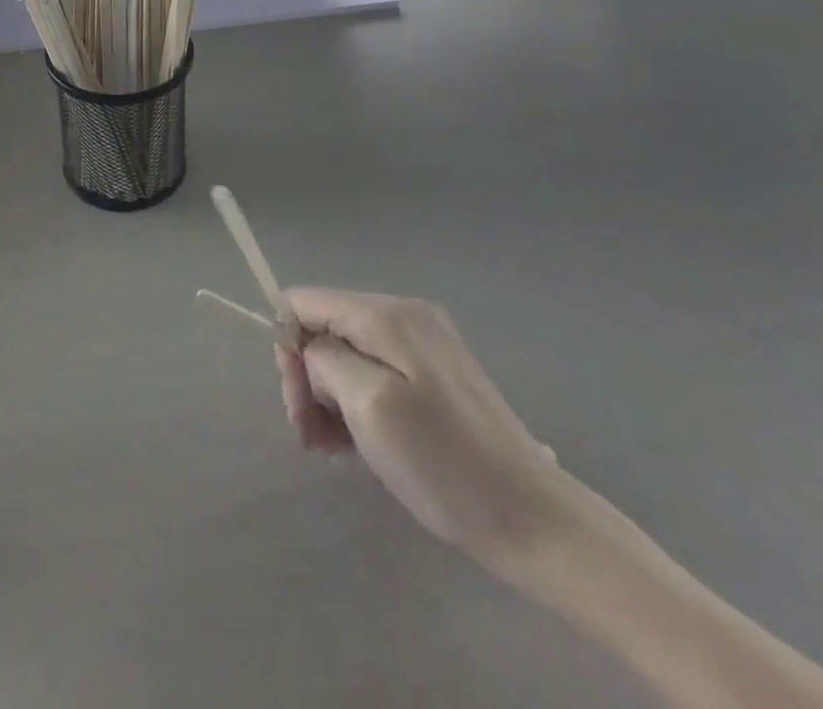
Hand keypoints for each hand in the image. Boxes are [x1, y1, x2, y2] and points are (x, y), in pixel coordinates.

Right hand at [278, 289, 570, 571]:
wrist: (533, 521)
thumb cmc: (443, 463)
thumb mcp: (369, 405)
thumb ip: (325, 358)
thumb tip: (306, 341)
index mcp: (386, 314)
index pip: (304, 301)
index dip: (288, 346)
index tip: (299, 402)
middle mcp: (403, 314)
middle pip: (325, 327)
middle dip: (308, 377)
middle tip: (312, 436)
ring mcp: (422, 342)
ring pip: (346, 352)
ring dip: (329, 396)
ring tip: (333, 447)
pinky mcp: (434, 372)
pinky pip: (374, 370)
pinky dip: (356, 401)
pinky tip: (359, 441)